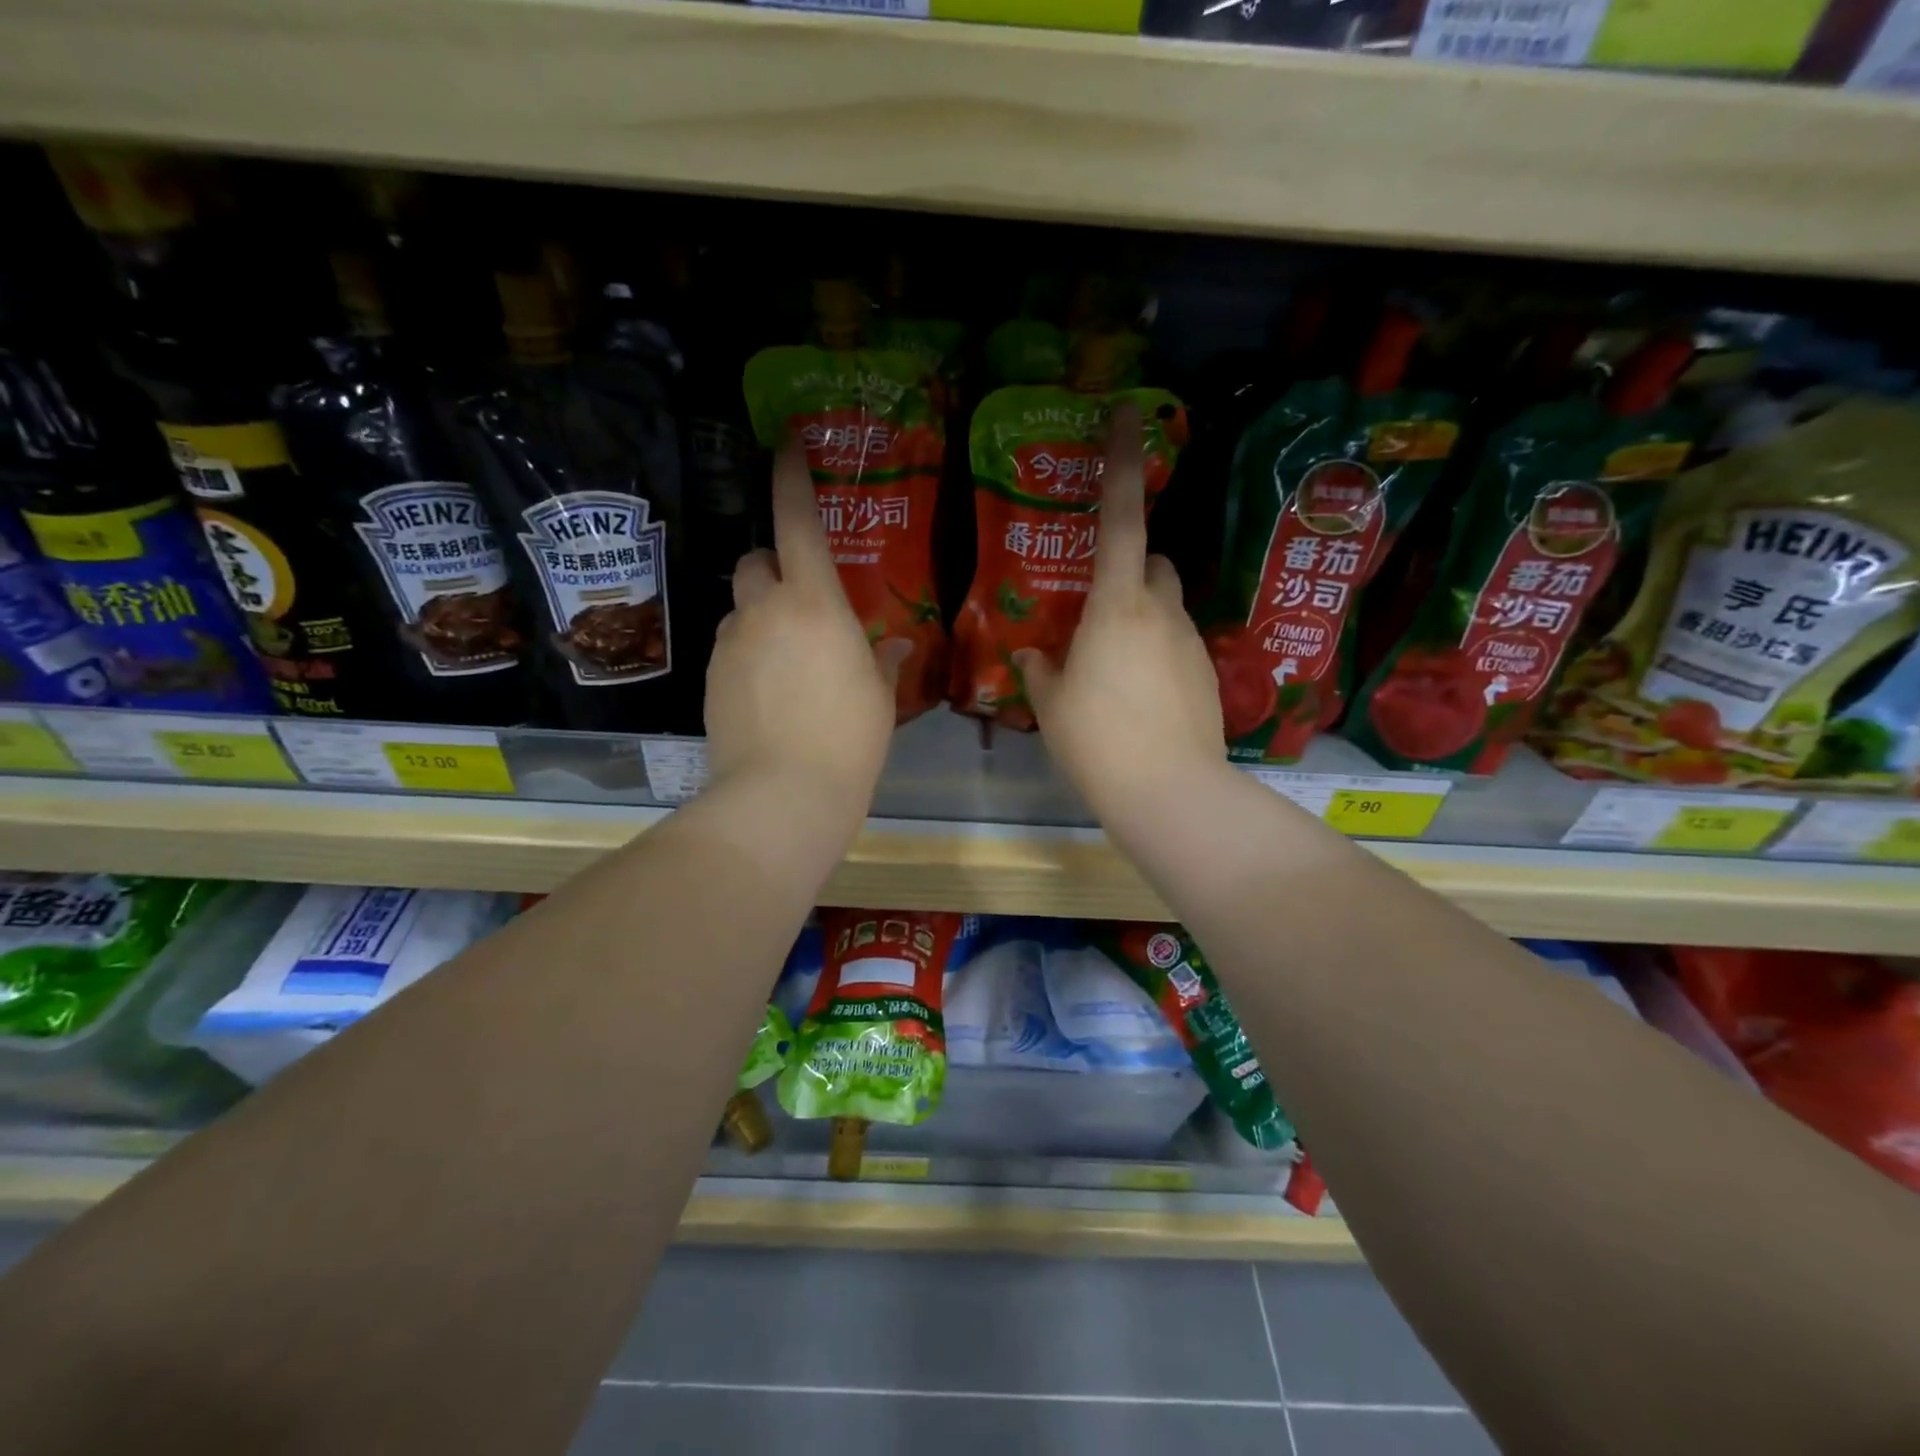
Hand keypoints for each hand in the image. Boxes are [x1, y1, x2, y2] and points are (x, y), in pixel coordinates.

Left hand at [705, 437, 907, 817]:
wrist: (783, 795)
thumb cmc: (849, 741)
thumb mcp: (879, 698)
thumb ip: (882, 661)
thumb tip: (891, 645)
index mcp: (815, 604)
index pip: (797, 521)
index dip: (791, 479)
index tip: (788, 447)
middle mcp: (765, 610)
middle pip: (755, 559)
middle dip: (774, 566)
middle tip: (800, 599)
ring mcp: (731, 643)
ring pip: (740, 606)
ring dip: (760, 614)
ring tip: (787, 658)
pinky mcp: (710, 678)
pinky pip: (730, 645)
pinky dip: (748, 652)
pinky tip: (768, 692)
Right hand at [1014, 403, 1226, 824]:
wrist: (1168, 790)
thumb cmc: (1097, 741)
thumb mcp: (1052, 705)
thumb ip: (1040, 671)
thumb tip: (1032, 656)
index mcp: (1116, 606)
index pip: (1121, 518)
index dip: (1120, 463)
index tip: (1125, 412)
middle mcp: (1161, 611)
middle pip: (1153, 562)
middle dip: (1131, 569)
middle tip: (1097, 607)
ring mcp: (1191, 641)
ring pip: (1167, 606)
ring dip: (1141, 616)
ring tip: (1113, 667)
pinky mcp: (1208, 673)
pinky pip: (1178, 643)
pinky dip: (1158, 652)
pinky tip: (1140, 696)